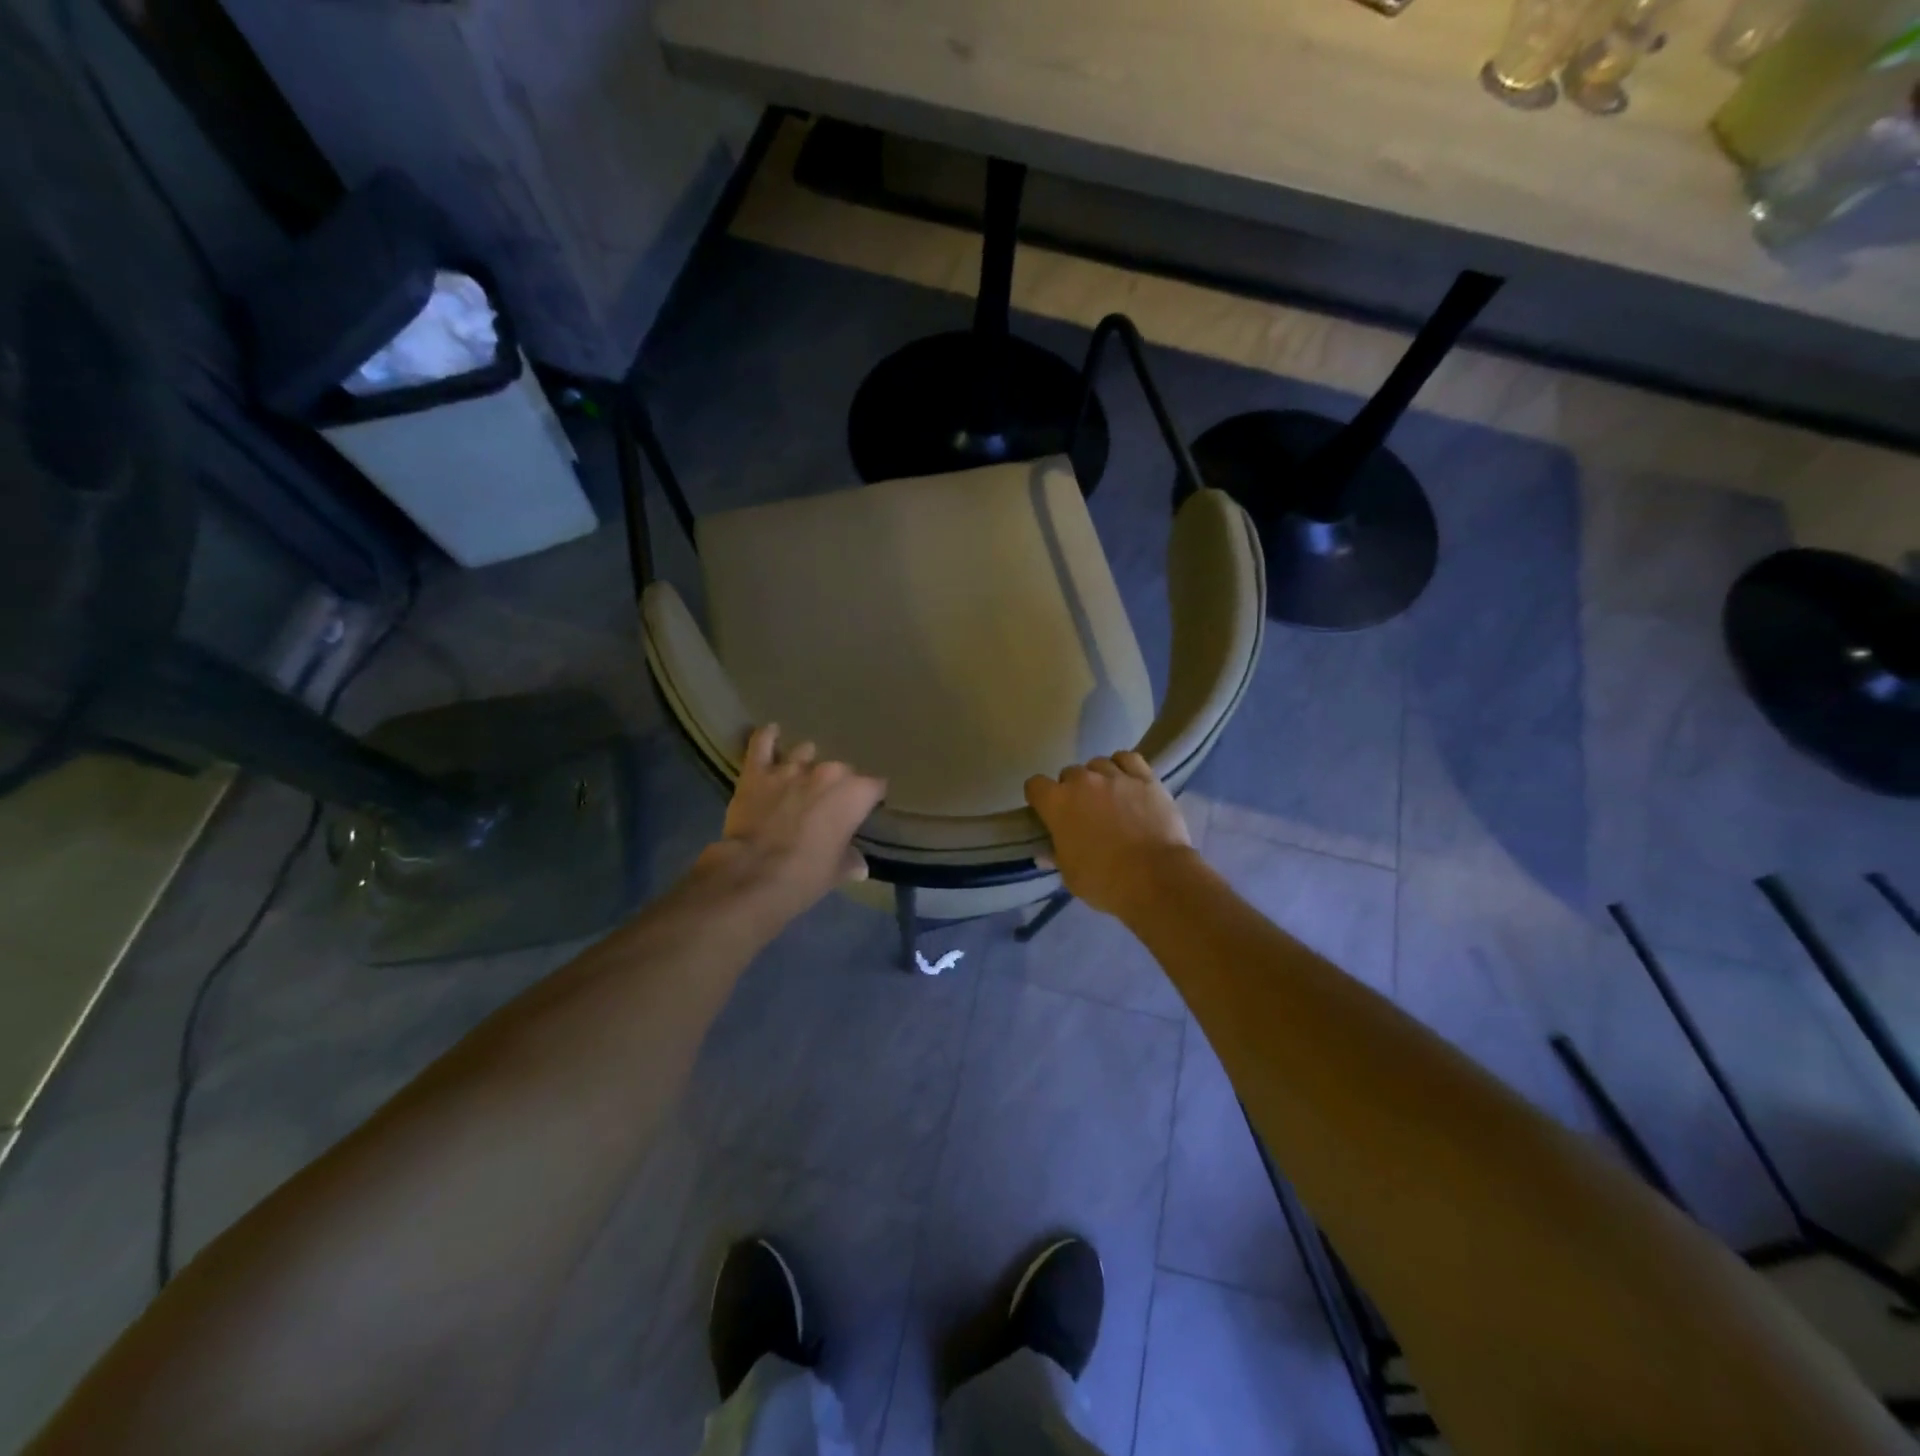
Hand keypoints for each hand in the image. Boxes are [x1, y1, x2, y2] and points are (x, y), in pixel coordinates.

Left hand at [700, 725, 886, 924]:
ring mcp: (791, 767)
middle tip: (829, 803)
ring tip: (801, 776)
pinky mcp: (758, 771)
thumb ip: (851, 861)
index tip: (866, 809)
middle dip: (837, 784)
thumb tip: (859, 866)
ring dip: (805, 763)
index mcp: (855, 794)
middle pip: (842, 770)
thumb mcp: (837, 871)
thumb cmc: (807, 874)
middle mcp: (828, 772)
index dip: (871, 798)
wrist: (755, 874)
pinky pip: (762, 742)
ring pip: (805, 752)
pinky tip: (771, 732)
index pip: (876, 786)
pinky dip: (767, 737)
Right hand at [1024, 751, 1192, 916]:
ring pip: (1098, 764)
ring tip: (1108, 796)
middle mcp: (1083, 781)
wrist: (1154, 877)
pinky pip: (1128, 759)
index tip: (1047, 811)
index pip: (1035, 785)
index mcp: (1057, 803)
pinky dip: (1124, 767)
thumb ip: (1057, 857)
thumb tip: (1046, 854)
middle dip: (1072, 790)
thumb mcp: (1070, 875)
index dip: (1039, 798)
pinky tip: (1127, 781)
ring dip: (1098, 778)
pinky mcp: (1145, 778)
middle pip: (1069, 773)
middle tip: (1083, 812)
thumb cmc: (1104, 880)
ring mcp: (1115, 776)